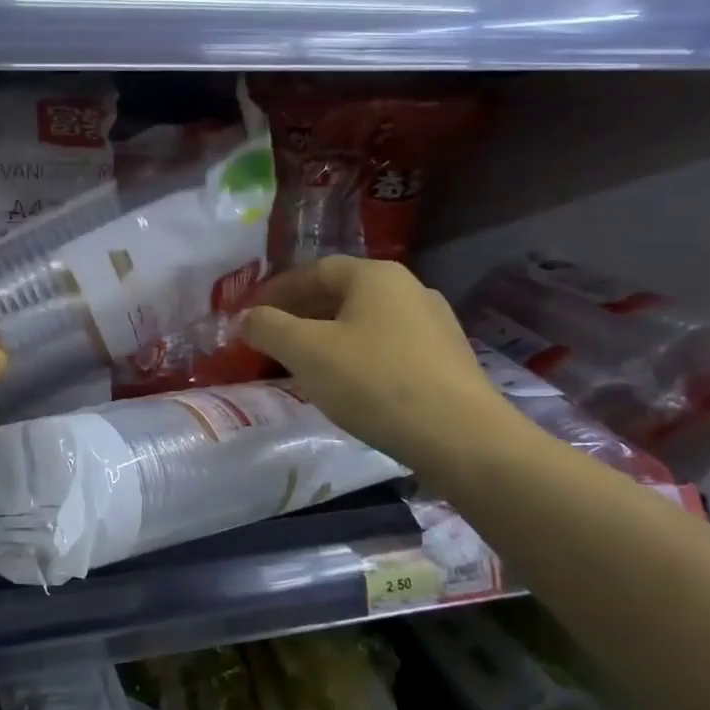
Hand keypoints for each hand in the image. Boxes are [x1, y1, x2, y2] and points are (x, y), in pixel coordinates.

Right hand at [243, 256, 512, 470]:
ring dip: (328, 336)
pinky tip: (347, 384)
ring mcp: (435, 325)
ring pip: (365, 322)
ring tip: (303, 363)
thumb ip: (268, 327)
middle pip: (342, 293)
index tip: (251, 313)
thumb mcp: (306, 352)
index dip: (277, 290)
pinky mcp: (447, 360)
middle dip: (301, 314)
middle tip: (271, 338)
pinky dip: (357, 356)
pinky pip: (388, 347)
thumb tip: (246, 318)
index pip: (315, 270)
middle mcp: (409, 289)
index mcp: (376, 276)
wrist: (462, 439)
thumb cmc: (374, 382)